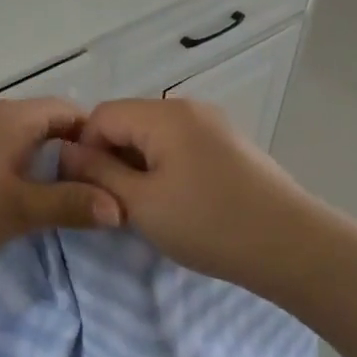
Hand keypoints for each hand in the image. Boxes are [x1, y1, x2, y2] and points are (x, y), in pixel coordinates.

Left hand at [0, 98, 123, 276]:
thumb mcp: (20, 211)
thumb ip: (71, 205)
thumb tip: (120, 207)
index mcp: (13, 118)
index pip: (69, 111)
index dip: (93, 138)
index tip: (107, 174)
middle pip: (42, 122)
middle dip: (66, 152)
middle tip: (82, 190)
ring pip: (14, 136)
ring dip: (35, 160)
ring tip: (47, 196)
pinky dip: (8, 165)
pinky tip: (2, 195)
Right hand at [59, 98, 318, 293]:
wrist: (291, 246)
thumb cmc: (208, 224)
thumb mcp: (140, 203)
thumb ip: (98, 173)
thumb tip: (66, 152)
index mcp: (165, 115)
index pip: (101, 116)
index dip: (84, 150)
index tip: (88, 191)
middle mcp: (189, 109)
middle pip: (129, 122)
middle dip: (111, 158)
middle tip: (114, 203)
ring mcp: (214, 126)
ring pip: (154, 137)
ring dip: (138, 167)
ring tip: (144, 207)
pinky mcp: (230, 148)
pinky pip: (180, 147)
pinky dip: (164, 169)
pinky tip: (175, 202)